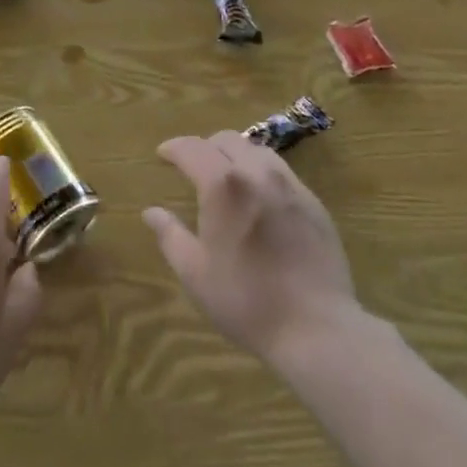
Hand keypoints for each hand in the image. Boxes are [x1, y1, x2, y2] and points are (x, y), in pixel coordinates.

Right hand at [144, 132, 359, 363]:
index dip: (174, 147)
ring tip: (226, 178)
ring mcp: (290, 184)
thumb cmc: (246, 300)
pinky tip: (259, 198)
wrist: (315, 326)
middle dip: (205, 147)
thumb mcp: (196, 273)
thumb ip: (170, 236)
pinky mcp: (313, 201)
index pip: (193, 148)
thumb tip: (151, 212)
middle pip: (226, 140)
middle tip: (193, 167)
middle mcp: (257, 172)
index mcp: (223, 185)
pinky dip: (261, 172)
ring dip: (235, 154)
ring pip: (257, 150)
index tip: (163, 154)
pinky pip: (281, 171)